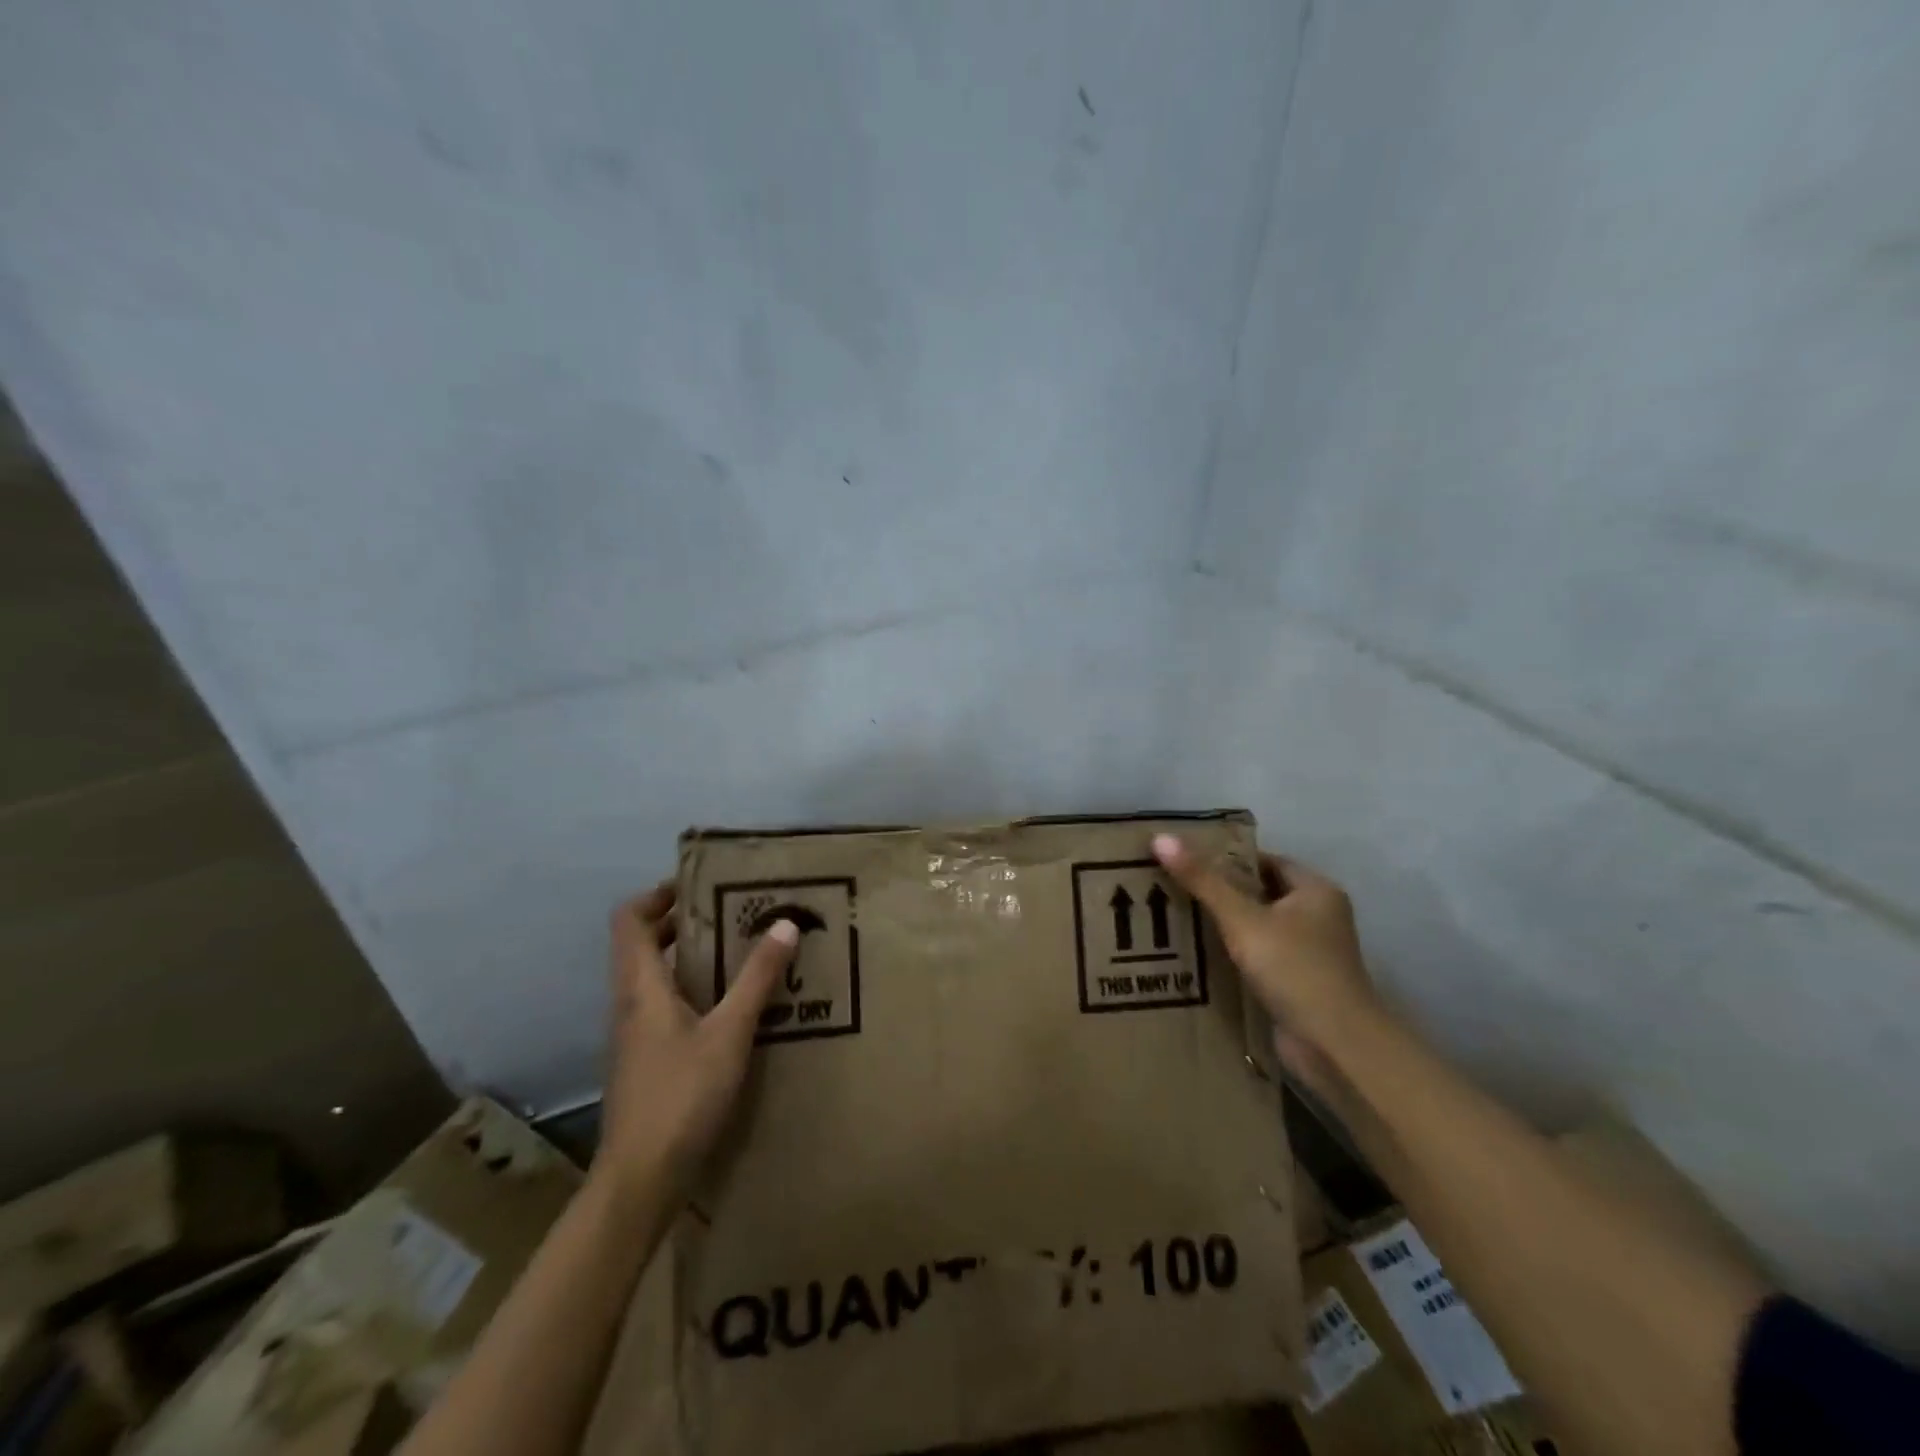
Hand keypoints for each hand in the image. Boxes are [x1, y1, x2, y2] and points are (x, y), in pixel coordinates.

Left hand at [593, 882, 797, 1208]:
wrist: (640, 1181)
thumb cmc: (680, 1097)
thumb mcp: (729, 1033)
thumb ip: (756, 979)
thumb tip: (785, 924)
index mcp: (641, 986)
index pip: (629, 919)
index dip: (657, 893)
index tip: (700, 884)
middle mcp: (630, 1002)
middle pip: (643, 943)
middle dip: (682, 920)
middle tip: (732, 911)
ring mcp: (635, 1034)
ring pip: (655, 976)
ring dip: (690, 955)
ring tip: (739, 949)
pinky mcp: (646, 1060)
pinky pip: (665, 1005)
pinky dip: (693, 989)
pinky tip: (731, 1005)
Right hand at [1151, 835, 1382, 1076]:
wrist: (1335, 1046)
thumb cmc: (1295, 969)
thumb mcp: (1243, 919)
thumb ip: (1203, 881)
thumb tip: (1161, 838)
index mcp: (1316, 891)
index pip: (1266, 861)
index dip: (1228, 859)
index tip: (1187, 861)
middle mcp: (1318, 917)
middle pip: (1260, 893)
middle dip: (1221, 893)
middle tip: (1173, 888)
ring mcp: (1310, 953)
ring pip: (1258, 928)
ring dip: (1225, 927)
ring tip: (1177, 919)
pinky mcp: (1298, 984)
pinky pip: (1259, 958)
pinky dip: (1234, 956)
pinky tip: (1198, 957)